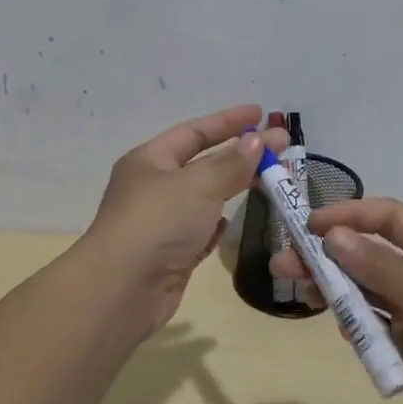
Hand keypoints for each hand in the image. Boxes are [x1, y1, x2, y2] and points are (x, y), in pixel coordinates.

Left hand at [81, 104, 287, 335]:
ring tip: (268, 179)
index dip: (228, 121)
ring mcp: (161, 223)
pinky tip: (232, 221)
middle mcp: (153, 187)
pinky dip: (216, 224)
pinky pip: (199, 231)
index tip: (261, 114)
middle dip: (240, 154)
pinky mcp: (171, 255)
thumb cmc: (158, 223)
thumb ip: (231, 163)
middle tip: (280, 147)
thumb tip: (257, 140)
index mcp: (150, 160)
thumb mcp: (198, 184)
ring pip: (204, 198)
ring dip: (232, 187)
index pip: (194, 132)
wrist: (122, 289)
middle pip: (203, 163)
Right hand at [270, 198, 402, 403]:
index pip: (389, 219)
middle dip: (328, 256)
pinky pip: (374, 327)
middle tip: (284, 263)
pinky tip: (343, 329)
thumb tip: (334, 236)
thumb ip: (382, 268)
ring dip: (333, 290)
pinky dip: (355, 325)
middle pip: (369, 256)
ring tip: (298, 291)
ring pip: (365, 292)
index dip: (349, 216)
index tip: (308, 224)